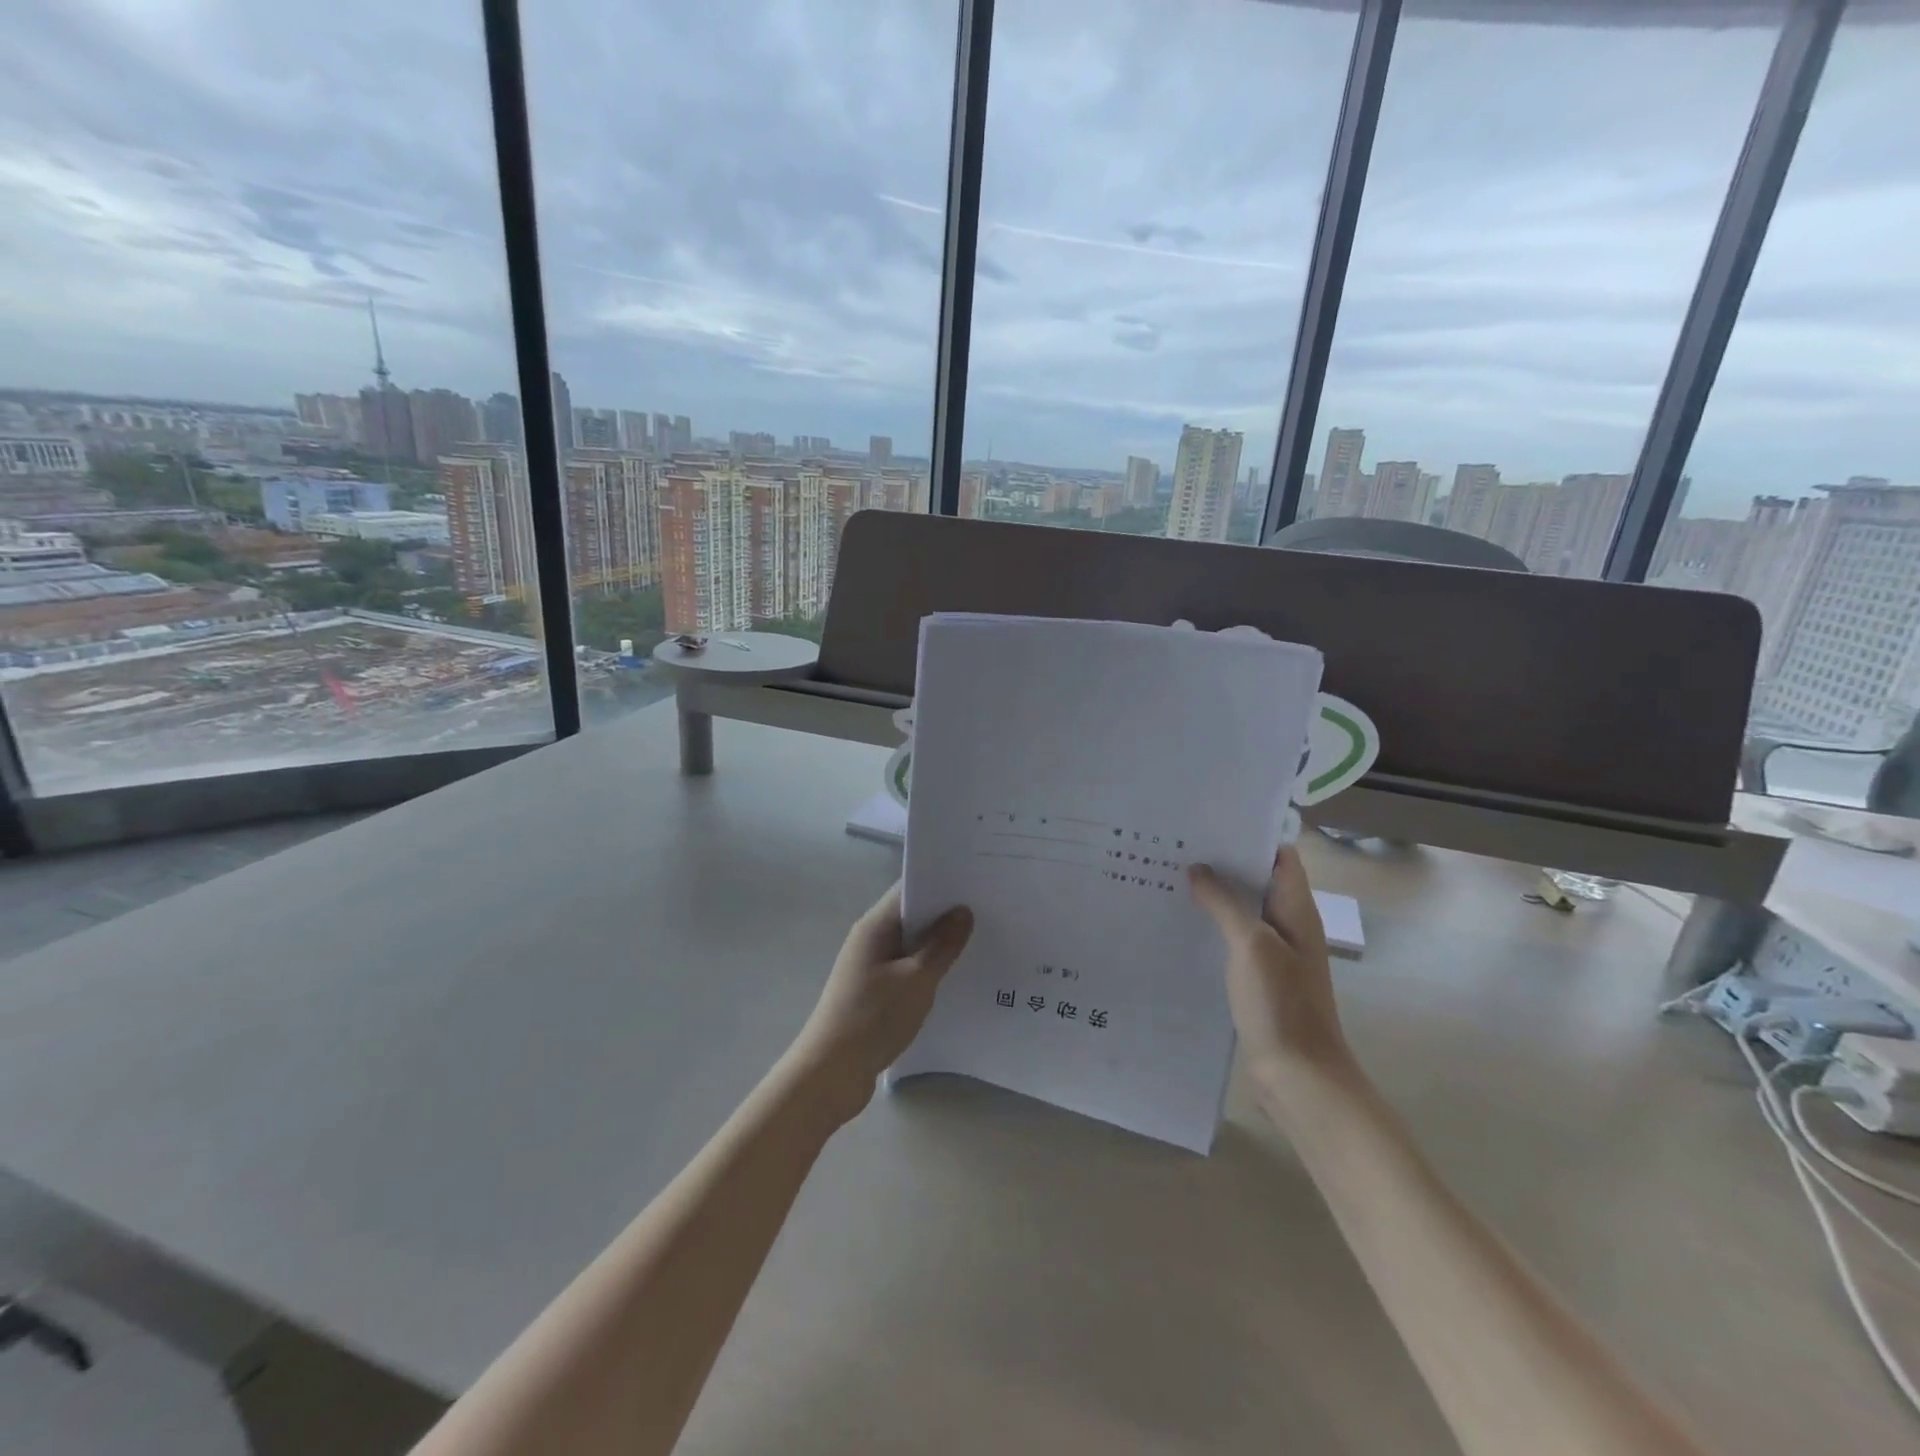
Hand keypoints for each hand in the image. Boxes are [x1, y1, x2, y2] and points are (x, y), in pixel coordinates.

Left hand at [786, 885, 973, 1125]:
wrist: (830, 1074)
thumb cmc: (872, 1018)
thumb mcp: (916, 980)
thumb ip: (941, 945)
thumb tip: (963, 911)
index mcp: (875, 926)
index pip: (910, 888)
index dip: (942, 882)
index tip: (977, 880)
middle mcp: (871, 939)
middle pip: (912, 915)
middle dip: (946, 913)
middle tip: (990, 910)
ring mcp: (871, 966)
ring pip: (912, 944)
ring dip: (939, 943)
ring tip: (982, 941)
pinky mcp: (875, 992)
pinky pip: (908, 969)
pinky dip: (929, 968)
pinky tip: (956, 977)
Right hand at [1189, 848, 1356, 1113]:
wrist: (1299, 1076)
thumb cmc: (1281, 1004)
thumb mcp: (1251, 945)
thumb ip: (1225, 903)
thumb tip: (1198, 869)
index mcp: (1296, 910)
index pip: (1279, 856)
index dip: (1249, 835)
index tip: (1209, 821)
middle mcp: (1287, 925)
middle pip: (1256, 880)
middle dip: (1222, 862)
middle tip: (1176, 846)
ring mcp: (1274, 953)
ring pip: (1241, 910)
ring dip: (1213, 895)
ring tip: (1169, 876)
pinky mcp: (1258, 977)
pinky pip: (1233, 939)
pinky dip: (1211, 926)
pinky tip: (1179, 924)